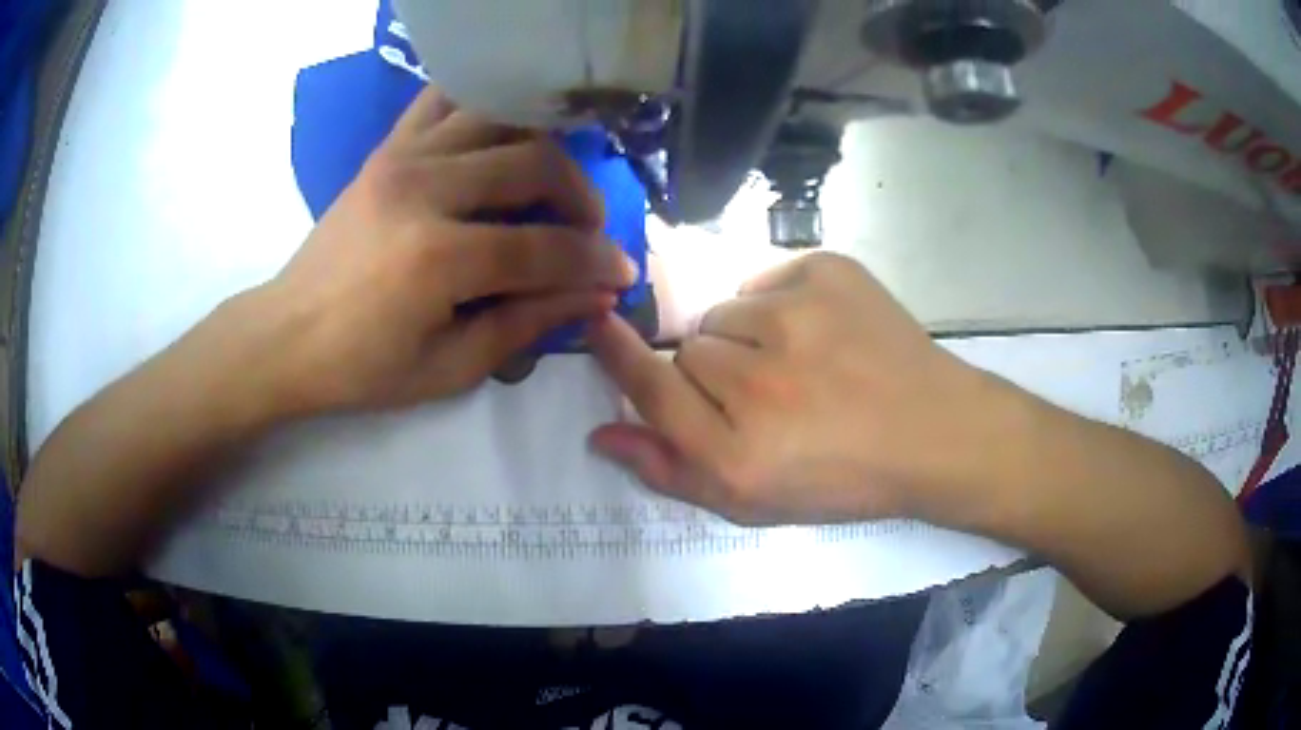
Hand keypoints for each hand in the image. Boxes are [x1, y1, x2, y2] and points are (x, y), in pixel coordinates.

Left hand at [240, 87, 635, 417]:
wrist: (285, 335)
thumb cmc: (360, 367)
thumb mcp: (448, 369)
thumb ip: (525, 324)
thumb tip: (595, 296)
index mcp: (435, 259)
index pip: (541, 247)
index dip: (594, 262)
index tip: (623, 273)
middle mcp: (423, 190)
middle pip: (533, 164)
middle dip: (580, 198)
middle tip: (588, 232)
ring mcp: (402, 158)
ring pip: (501, 119)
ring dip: (543, 148)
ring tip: (552, 184)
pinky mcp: (387, 148)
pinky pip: (447, 100)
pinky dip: (486, 105)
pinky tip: (502, 134)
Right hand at [588, 252, 997, 525]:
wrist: (933, 432)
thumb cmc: (843, 477)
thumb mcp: (754, 502)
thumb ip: (670, 470)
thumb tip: (601, 432)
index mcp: (736, 452)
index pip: (650, 385)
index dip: (616, 354)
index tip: (597, 325)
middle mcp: (758, 381)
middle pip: (689, 347)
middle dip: (712, 369)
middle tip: (763, 392)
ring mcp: (796, 314)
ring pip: (726, 310)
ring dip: (746, 334)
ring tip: (798, 362)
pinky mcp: (827, 271)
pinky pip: (766, 278)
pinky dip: (781, 302)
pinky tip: (822, 333)